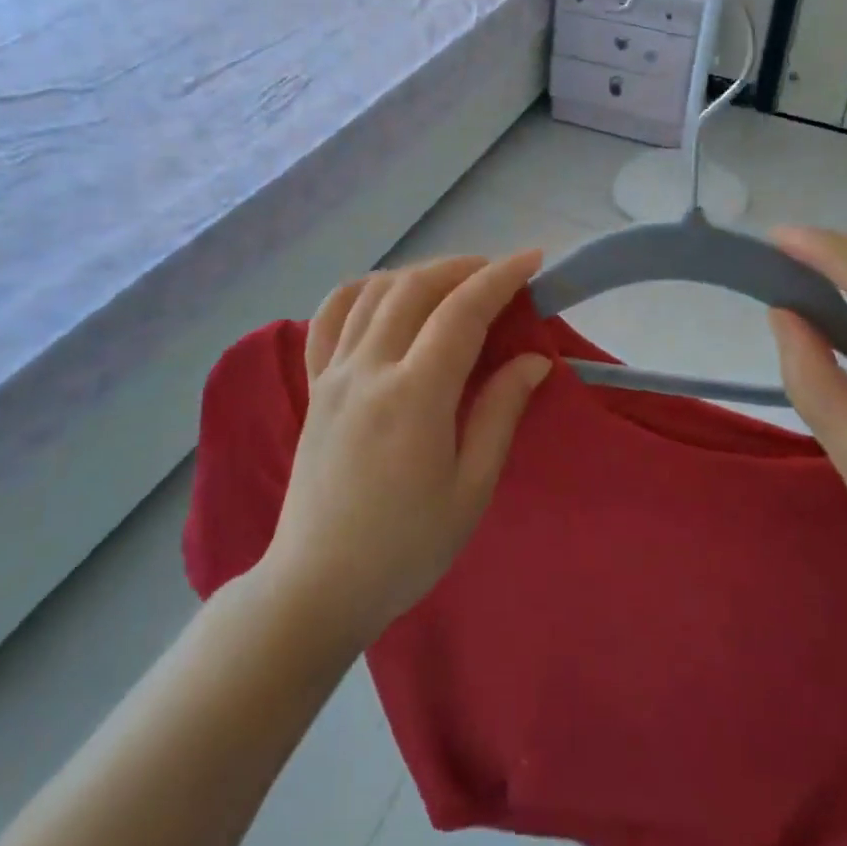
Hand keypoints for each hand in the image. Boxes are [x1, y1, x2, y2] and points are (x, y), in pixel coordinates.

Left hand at [260, 252, 551, 649]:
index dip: (500, 278)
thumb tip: (532, 360)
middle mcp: (369, 369)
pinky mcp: (314, 384)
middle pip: (416, 288)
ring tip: (453, 281)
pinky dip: (362, 289)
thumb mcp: (470, 489)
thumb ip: (500, 412)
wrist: (318, 585)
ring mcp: (334, 372)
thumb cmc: (406, 548)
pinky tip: (385, 293)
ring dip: (419, 273)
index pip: (462, 312)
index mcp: (414, 396)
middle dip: (463, 267)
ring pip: (374, 291)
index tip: (532, 260)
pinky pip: (331, 316)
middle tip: (499, 273)